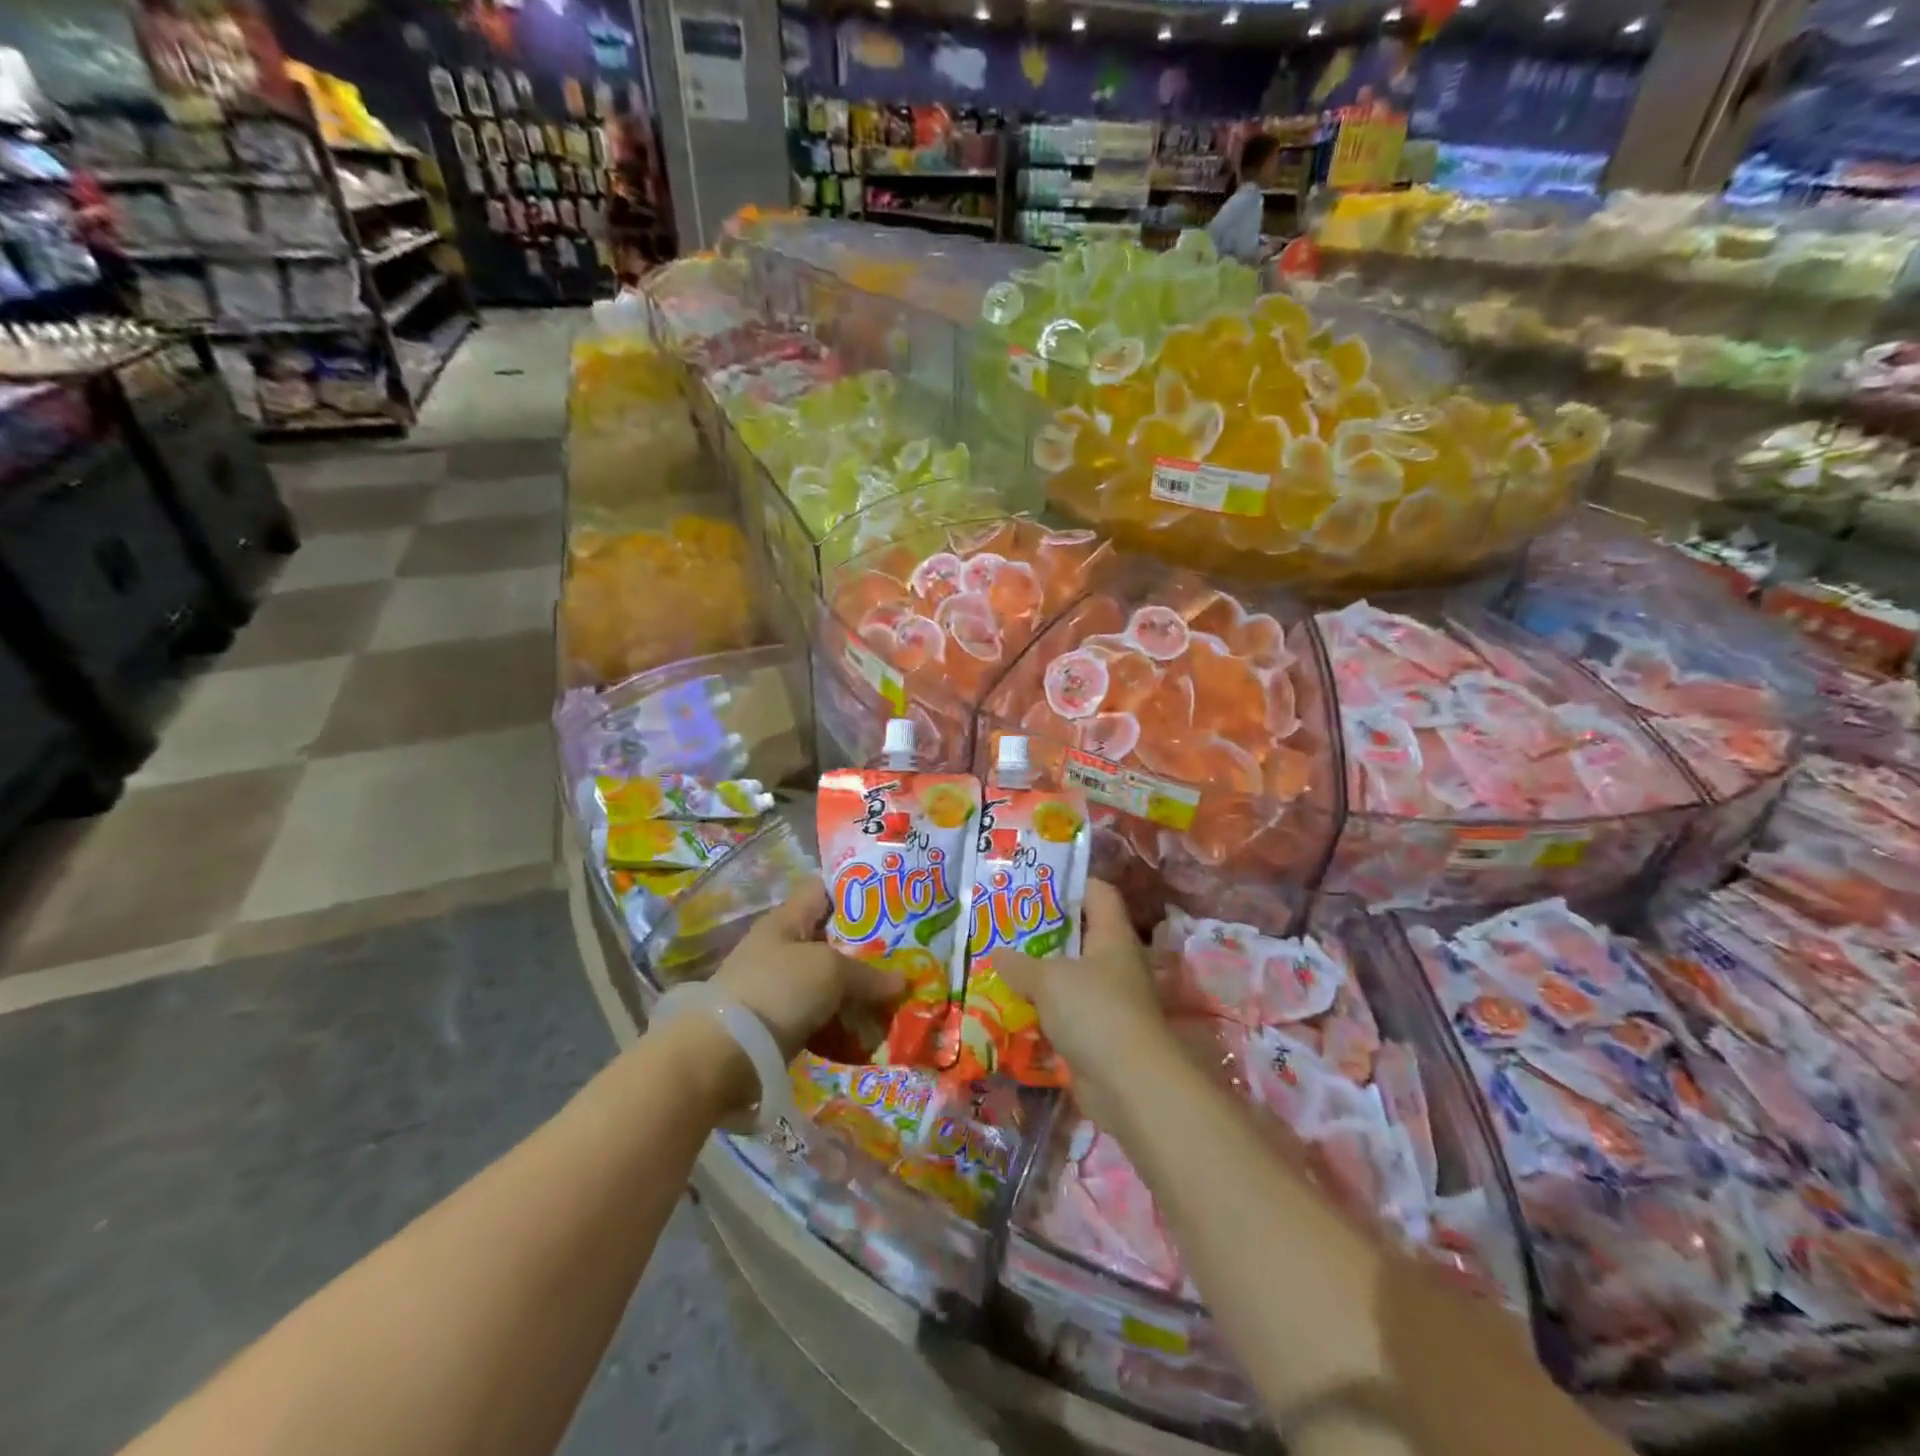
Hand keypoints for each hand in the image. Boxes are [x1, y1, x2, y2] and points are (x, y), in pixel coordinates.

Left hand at [712, 884, 898, 1061]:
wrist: (724, 1053)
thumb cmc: (778, 990)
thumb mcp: (829, 971)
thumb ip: (867, 973)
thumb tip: (902, 981)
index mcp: (786, 920)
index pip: (821, 890)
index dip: (853, 890)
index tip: (890, 897)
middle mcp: (780, 948)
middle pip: (830, 939)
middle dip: (865, 947)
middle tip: (904, 952)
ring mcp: (778, 988)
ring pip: (827, 981)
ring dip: (856, 990)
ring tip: (895, 993)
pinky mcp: (779, 1024)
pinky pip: (820, 1016)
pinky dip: (842, 1021)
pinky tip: (870, 1028)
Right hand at [986, 879, 1167, 1082]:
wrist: (1131, 1085)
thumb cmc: (1095, 1011)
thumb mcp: (1049, 980)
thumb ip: (1020, 964)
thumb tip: (997, 954)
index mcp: (1112, 935)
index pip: (1098, 892)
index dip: (1071, 883)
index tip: (1035, 883)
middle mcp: (1115, 963)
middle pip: (1080, 935)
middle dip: (1044, 932)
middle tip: (1005, 926)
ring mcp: (1110, 1001)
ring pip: (1071, 977)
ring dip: (1040, 976)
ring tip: (1001, 966)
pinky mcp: (1100, 1035)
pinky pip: (1067, 1014)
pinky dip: (1044, 1012)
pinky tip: (1012, 1009)